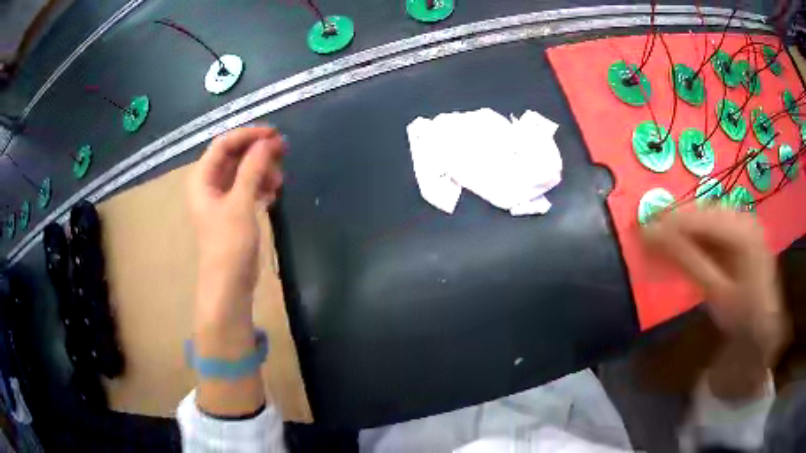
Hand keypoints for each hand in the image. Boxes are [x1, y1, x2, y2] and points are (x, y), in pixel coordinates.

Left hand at [187, 126, 284, 329]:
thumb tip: (267, 142)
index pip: (224, 144)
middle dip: (258, 153)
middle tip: (283, 153)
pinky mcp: (234, 211)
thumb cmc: (229, 244)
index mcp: (202, 178)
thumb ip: (252, 169)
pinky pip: (248, 187)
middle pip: (234, 156)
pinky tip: (274, 194)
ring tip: (279, 182)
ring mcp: (222, 198)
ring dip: (262, 171)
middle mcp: (209, 183)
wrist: (229, 285)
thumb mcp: (240, 203)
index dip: (249, 135)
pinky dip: (261, 186)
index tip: (274, 135)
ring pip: (243, 171)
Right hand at [642, 206, 786, 360]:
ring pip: (706, 215)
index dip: (669, 222)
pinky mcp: (741, 229)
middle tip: (647, 233)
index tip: (641, 229)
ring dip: (683, 226)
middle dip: (674, 222)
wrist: (764, 324)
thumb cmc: (743, 313)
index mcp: (741, 230)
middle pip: (702, 211)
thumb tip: (653, 237)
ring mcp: (743, 221)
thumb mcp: (715, 290)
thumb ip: (687, 260)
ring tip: (662, 238)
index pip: (699, 217)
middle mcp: (742, 216)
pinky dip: (696, 233)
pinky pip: (714, 225)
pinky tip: (685, 243)